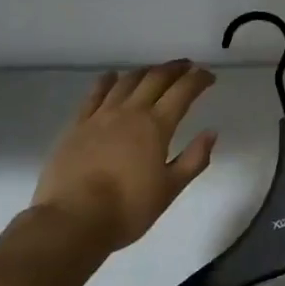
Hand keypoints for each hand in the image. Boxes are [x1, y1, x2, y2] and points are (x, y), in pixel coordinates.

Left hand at [30, 62, 217, 258]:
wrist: (74, 219)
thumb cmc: (128, 209)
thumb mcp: (169, 189)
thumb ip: (193, 159)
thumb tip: (211, 132)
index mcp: (156, 126)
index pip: (182, 92)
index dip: (198, 79)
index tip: (209, 75)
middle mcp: (130, 112)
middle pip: (155, 78)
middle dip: (174, 69)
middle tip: (187, 66)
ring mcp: (101, 115)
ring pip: (126, 81)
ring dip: (145, 71)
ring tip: (155, 71)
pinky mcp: (78, 124)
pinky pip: (94, 93)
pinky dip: (107, 81)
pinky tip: (112, 76)